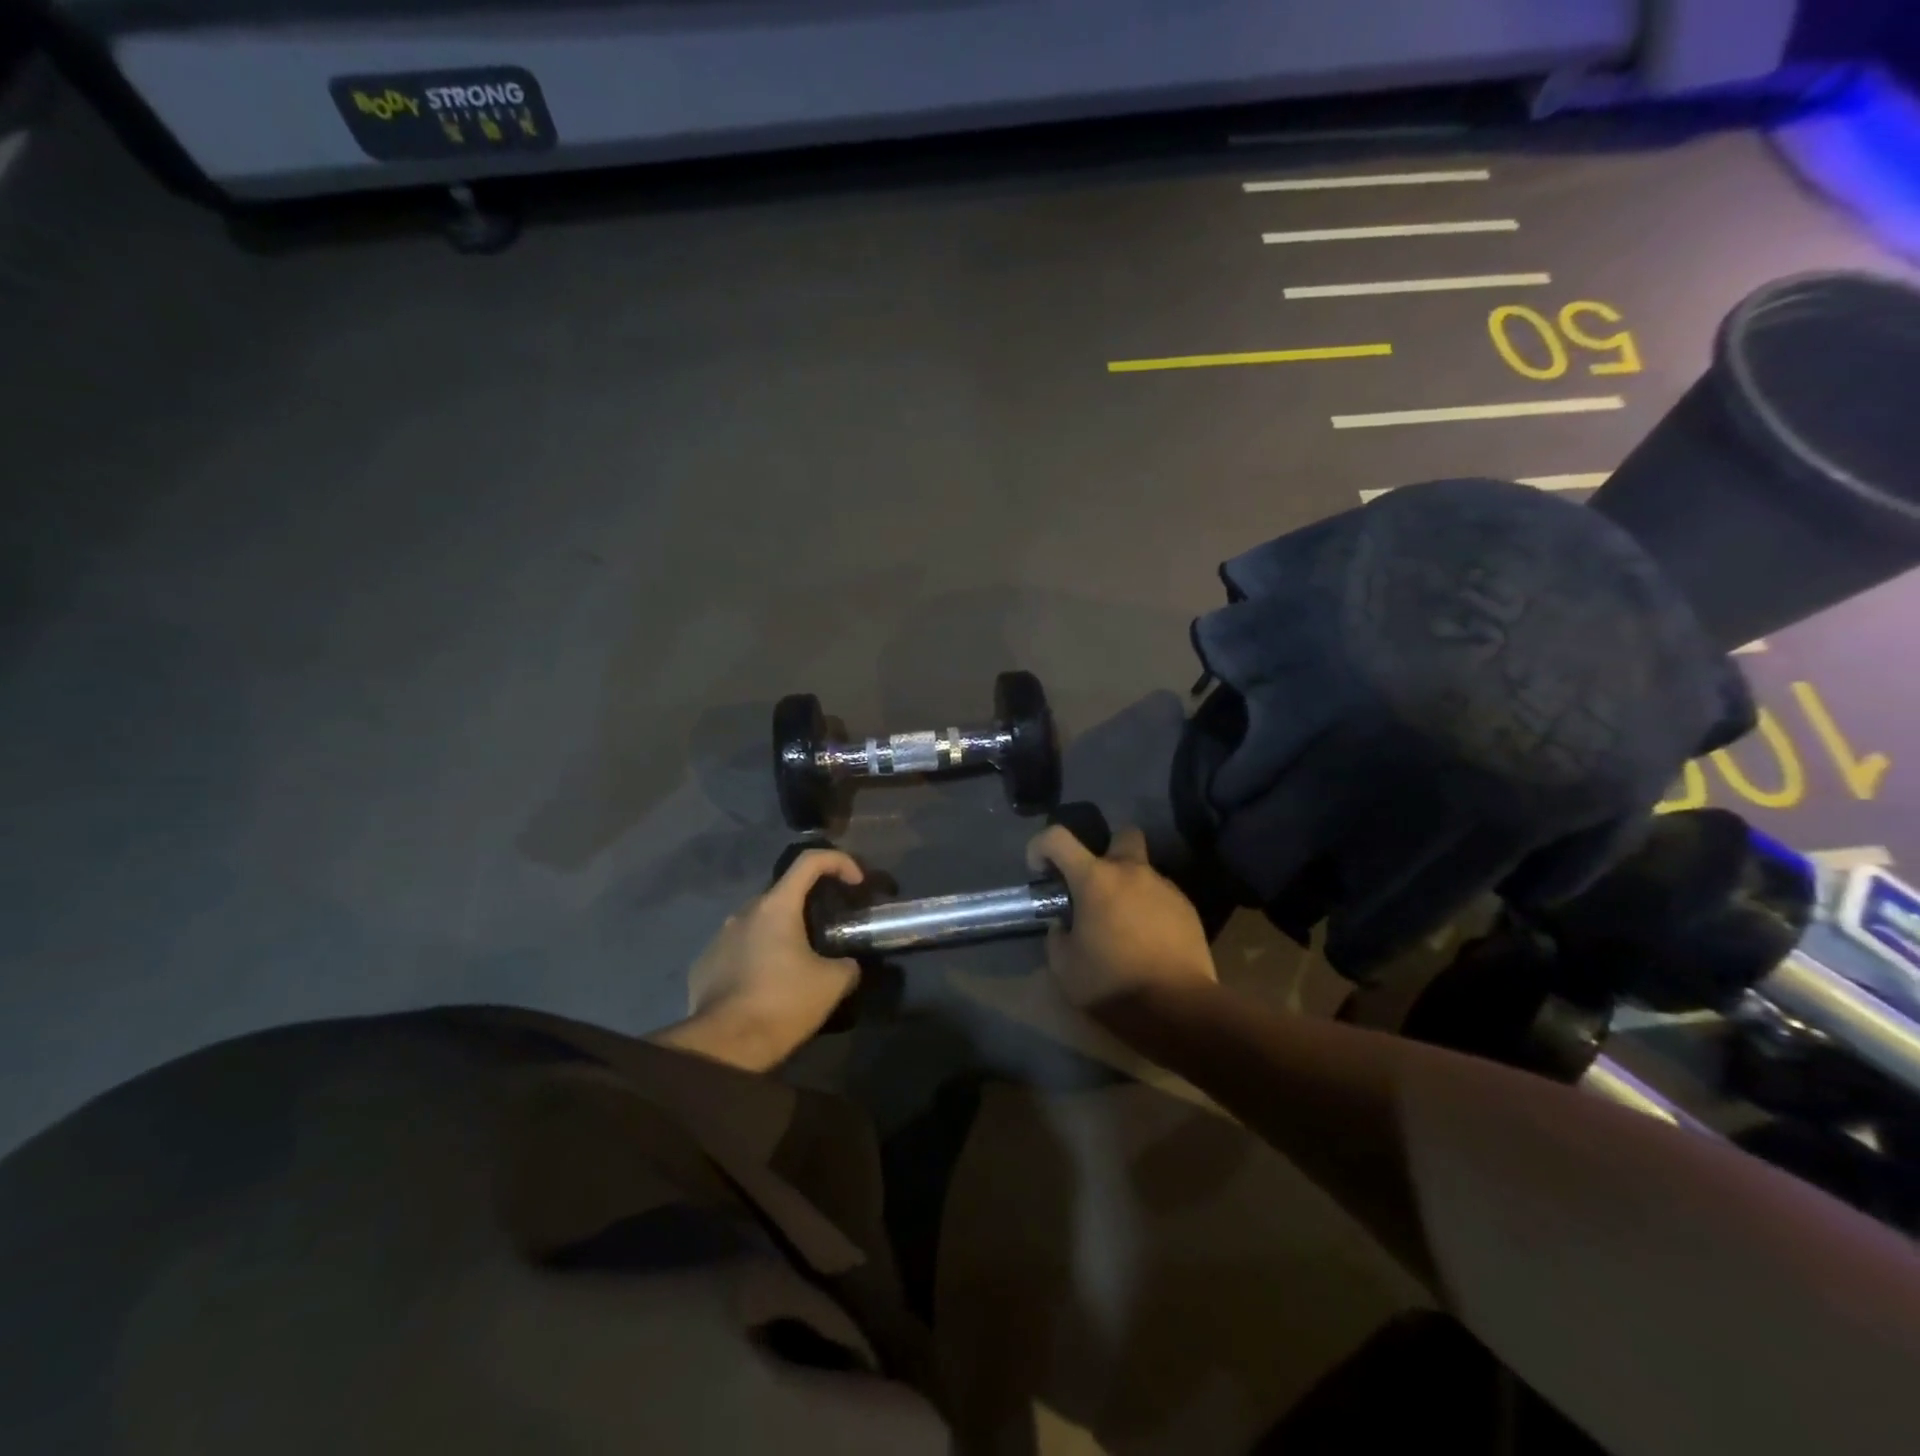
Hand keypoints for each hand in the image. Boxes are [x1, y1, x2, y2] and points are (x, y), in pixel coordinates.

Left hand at [650, 849, 864, 1072]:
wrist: (724, 1046)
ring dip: (780, 933)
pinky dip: (756, 957)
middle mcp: (743, 913)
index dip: (839, 862)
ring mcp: (719, 938)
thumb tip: (848, 964)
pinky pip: (737, 949)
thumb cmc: (783, 1003)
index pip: (810, 861)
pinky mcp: (703, 964)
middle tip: (828, 931)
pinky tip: (766, 985)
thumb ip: (847, 964)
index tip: (856, 883)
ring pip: (758, 923)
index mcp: (776, 906)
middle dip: (809, 905)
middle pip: (783, 893)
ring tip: (796, 963)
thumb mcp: (833, 983)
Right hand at [1026, 825, 1217, 1012]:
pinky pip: (1162, 897)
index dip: (1040, 847)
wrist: (1178, 1008)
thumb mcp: (1064, 966)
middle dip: (1107, 851)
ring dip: (1129, 888)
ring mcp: (1165, 888)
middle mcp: (1131, 872)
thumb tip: (1064, 925)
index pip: (1057, 837)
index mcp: (1094, 879)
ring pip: (1143, 872)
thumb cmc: (1112, 984)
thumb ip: (1058, 936)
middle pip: (1121, 835)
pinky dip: (1150, 909)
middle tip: (1096, 885)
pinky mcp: (1188, 909)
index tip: (1040, 872)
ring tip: (1123, 925)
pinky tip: (1148, 941)